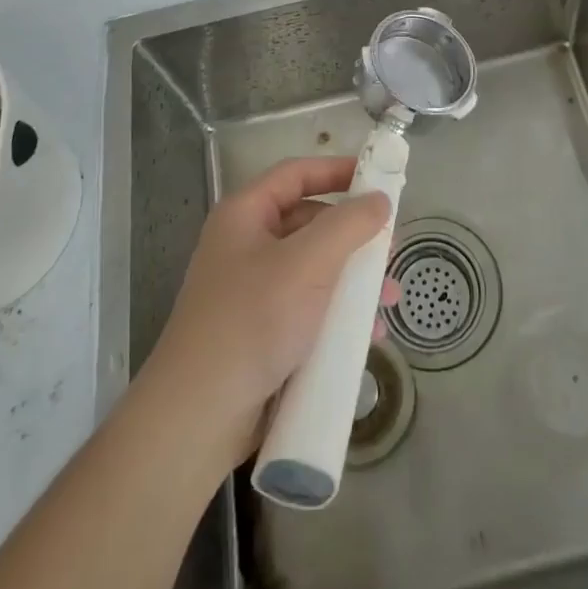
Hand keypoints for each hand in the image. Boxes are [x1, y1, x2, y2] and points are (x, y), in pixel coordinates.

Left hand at [140, 157, 398, 471]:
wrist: (197, 418)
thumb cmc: (253, 321)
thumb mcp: (308, 263)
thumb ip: (349, 225)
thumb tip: (379, 200)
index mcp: (245, 215)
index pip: (296, 174)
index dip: (337, 170)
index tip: (379, 177)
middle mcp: (245, 245)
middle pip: (309, 222)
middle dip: (353, 236)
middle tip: (390, 250)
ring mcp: (251, 291)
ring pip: (313, 270)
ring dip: (353, 280)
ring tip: (388, 301)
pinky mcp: (260, 333)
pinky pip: (308, 309)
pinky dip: (337, 315)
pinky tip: (366, 336)